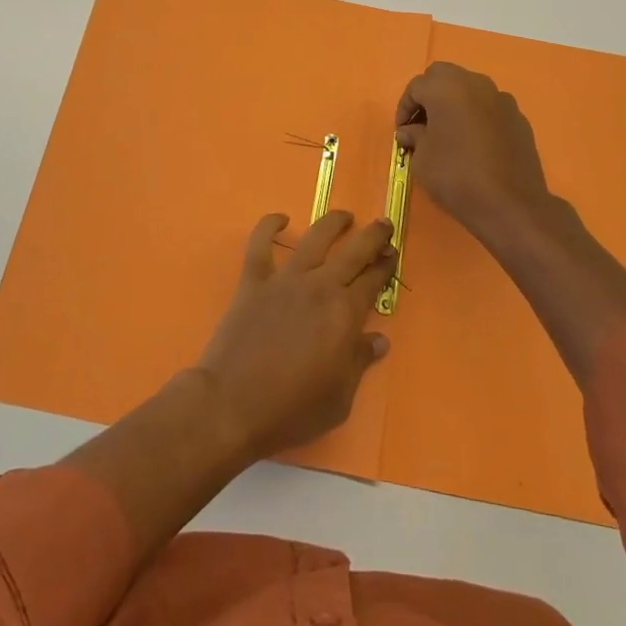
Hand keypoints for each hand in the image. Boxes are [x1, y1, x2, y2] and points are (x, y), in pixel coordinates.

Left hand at [196, 210, 394, 461]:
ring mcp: (285, 279)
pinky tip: (281, 219)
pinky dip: (269, 226)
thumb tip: (379, 339)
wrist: (233, 404)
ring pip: (314, 238)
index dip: (386, 265)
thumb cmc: (292, 409)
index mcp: (345, 313)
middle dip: (372, 235)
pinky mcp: (253, 280)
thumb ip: (360, 362)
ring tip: (345, 216)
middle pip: (353, 251)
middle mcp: (319, 286)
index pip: (374, 280)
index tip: (393, 253)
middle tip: (384, 224)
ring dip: (333, 223)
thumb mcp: (340, 398)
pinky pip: (261, 243)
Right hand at [396, 62, 553, 239]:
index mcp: (446, 88)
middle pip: (444, 76)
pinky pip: (489, 108)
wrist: (510, 204)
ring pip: (470, 89)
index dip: (404, 108)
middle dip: (429, 95)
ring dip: (455, 103)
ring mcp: (501, 99)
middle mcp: (475, 84)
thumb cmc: (456, 177)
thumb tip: (410, 131)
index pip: (416, 86)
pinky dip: (477, 116)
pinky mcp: (519, 118)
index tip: (402, 132)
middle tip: (423, 124)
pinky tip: (474, 144)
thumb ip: (414, 137)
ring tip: (448, 133)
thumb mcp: (422, 159)